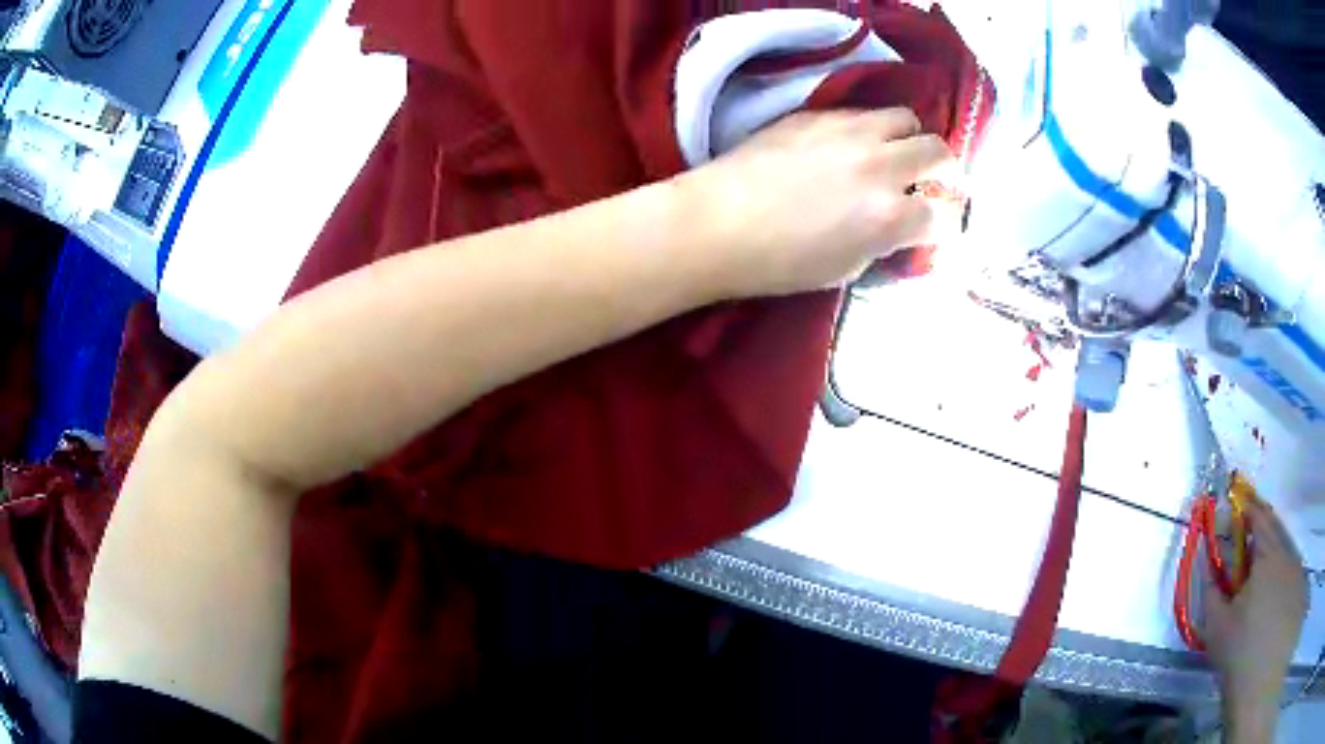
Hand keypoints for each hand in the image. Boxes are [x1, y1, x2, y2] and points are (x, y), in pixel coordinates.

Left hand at [677, 108, 962, 299]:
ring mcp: (848, 132)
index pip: (943, 215)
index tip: (937, 227)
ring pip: (905, 119)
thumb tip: (900, 228)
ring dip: (910, 139)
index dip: (946, 225)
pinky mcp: (816, 114)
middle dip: (945, 170)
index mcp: (888, 216)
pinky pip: (862, 112)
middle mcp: (879, 165)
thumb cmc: (777, 263)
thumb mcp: (845, 269)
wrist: (715, 224)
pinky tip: (851, 146)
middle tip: (934, 182)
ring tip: (894, 155)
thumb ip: (885, 244)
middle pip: (939, 152)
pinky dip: (871, 130)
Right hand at [1205, 499, 1309, 741]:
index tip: (1233, 509)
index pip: (1259, 518)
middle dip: (1254, 540)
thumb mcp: (1219, 628)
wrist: (1263, 671)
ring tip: (1249, 587)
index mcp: (1267, 554)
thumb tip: (1206, 568)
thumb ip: (1212, 595)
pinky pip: (1283, 572)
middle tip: (1238, 555)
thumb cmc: (1241, 646)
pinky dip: (1272, 578)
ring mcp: (1292, 570)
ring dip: (1264, 563)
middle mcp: (1284, 553)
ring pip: (1277, 557)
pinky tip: (1262, 603)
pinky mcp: (1295, 587)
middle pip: (1271, 536)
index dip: (1246, 510)